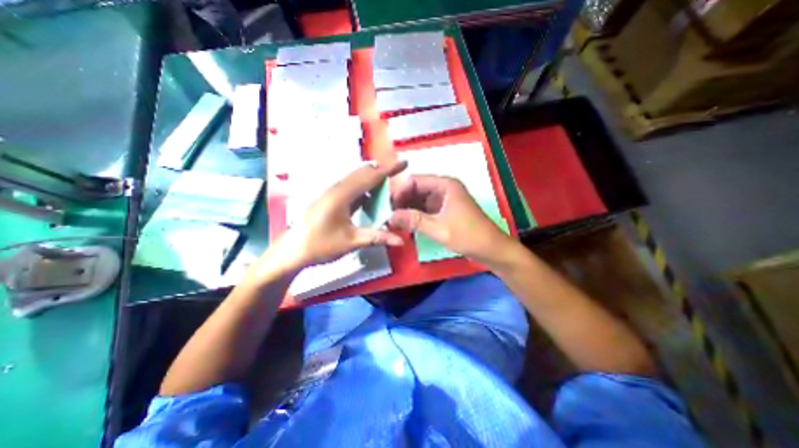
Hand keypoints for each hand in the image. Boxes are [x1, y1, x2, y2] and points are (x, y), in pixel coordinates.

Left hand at [273, 163, 407, 270]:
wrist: (293, 251)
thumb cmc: (320, 245)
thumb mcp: (351, 242)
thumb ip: (377, 237)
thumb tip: (401, 240)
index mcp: (342, 195)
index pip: (370, 177)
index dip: (389, 169)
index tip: (405, 163)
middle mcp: (337, 189)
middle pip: (363, 173)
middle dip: (382, 172)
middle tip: (399, 176)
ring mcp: (332, 193)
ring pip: (356, 179)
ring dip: (373, 180)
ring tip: (388, 187)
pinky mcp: (330, 199)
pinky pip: (351, 188)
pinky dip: (364, 189)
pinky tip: (370, 199)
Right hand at [393, 176, 514, 264]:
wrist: (491, 249)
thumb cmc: (468, 236)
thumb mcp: (439, 228)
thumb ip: (414, 221)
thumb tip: (389, 217)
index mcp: (445, 185)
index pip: (414, 181)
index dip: (399, 192)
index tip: (387, 207)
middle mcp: (443, 188)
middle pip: (415, 190)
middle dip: (401, 202)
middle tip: (387, 216)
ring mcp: (444, 200)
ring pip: (419, 200)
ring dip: (407, 210)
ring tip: (393, 221)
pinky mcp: (444, 211)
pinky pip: (425, 209)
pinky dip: (415, 216)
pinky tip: (405, 225)